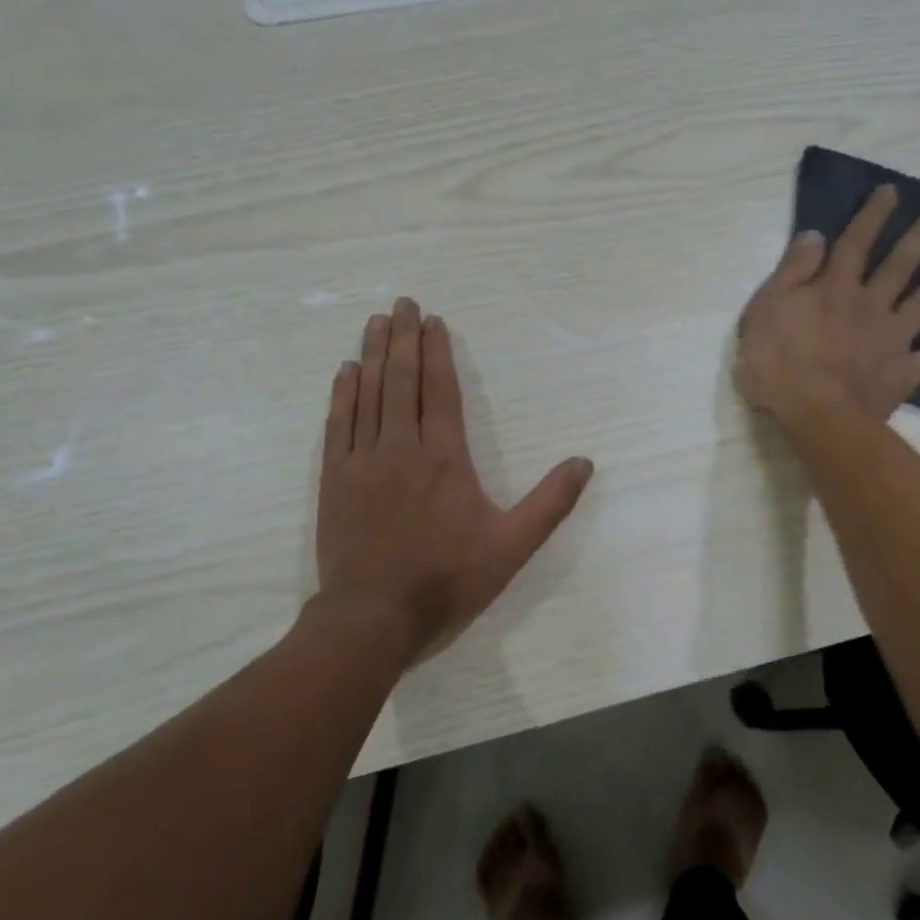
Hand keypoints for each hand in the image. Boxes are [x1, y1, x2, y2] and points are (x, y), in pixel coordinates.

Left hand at [314, 298, 593, 666]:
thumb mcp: (512, 546)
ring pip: (368, 395)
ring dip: (374, 355)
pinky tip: (345, 371)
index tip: (433, 321)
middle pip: (402, 382)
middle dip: (404, 339)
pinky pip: (338, 425)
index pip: (441, 391)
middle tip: (402, 304)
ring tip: (376, 323)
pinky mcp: (335, 480)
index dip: (439, 353)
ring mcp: (363, 461)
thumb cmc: (448, 579)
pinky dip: (342, 394)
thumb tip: (584, 463)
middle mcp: (401, 448)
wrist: (375, 615)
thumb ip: (550, 503)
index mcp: (445, 458)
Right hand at [735, 184, 919, 424]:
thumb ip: (792, 272)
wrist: (814, 414)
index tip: (891, 192)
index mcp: (834, 288)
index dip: (872, 216)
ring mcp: (892, 338)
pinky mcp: (904, 372)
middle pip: (899, 265)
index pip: (855, 243)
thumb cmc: (777, 363)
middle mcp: (870, 304)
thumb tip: (815, 235)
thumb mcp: (765, 310)